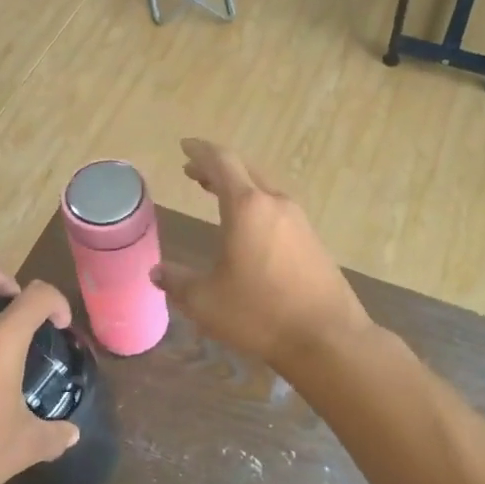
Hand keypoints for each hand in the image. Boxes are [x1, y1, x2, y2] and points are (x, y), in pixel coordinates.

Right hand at [152, 139, 373, 371]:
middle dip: (216, 167)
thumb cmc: (260, 313)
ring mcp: (299, 220)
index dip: (200, 151)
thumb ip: (177, 281)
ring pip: (263, 188)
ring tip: (215, 193)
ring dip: (238, 186)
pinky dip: (255, 204)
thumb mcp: (206, 301)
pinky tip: (247, 227)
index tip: (184, 146)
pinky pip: (277, 208)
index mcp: (247, 207)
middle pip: (244, 170)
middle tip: (193, 171)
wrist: (327, 337)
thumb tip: (157, 272)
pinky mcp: (312, 240)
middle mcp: (275, 203)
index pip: (221, 162)